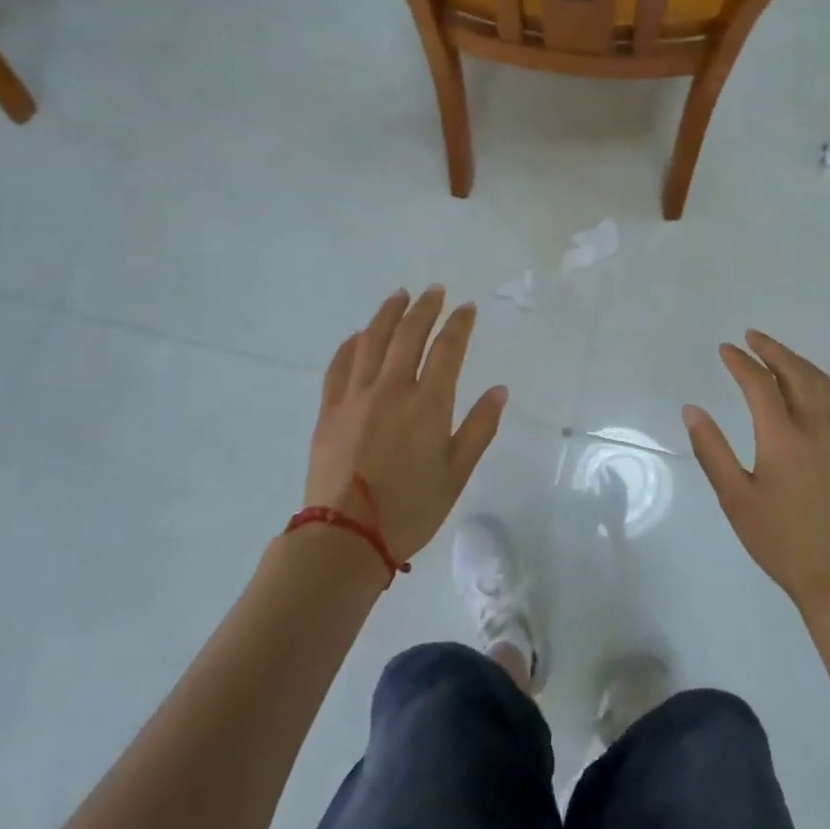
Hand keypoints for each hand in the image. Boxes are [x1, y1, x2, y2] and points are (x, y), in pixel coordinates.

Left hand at [304, 286, 506, 562]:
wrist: (346, 537)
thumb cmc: (411, 508)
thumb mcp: (457, 472)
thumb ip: (479, 427)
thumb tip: (499, 390)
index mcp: (428, 404)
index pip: (447, 349)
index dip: (459, 324)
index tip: (467, 307)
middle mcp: (391, 389)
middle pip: (408, 334)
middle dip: (425, 308)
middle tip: (434, 291)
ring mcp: (356, 396)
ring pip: (371, 341)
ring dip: (388, 314)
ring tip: (399, 296)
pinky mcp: (329, 410)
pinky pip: (339, 365)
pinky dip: (351, 343)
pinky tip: (359, 335)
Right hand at [683, 330, 829, 611]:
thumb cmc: (780, 540)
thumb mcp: (735, 498)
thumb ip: (712, 450)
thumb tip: (692, 409)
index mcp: (783, 437)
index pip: (759, 383)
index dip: (740, 362)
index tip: (725, 349)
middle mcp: (817, 427)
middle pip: (797, 372)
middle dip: (773, 349)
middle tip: (752, 337)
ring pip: (822, 384)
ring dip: (797, 363)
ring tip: (777, 356)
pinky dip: (818, 386)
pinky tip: (809, 394)